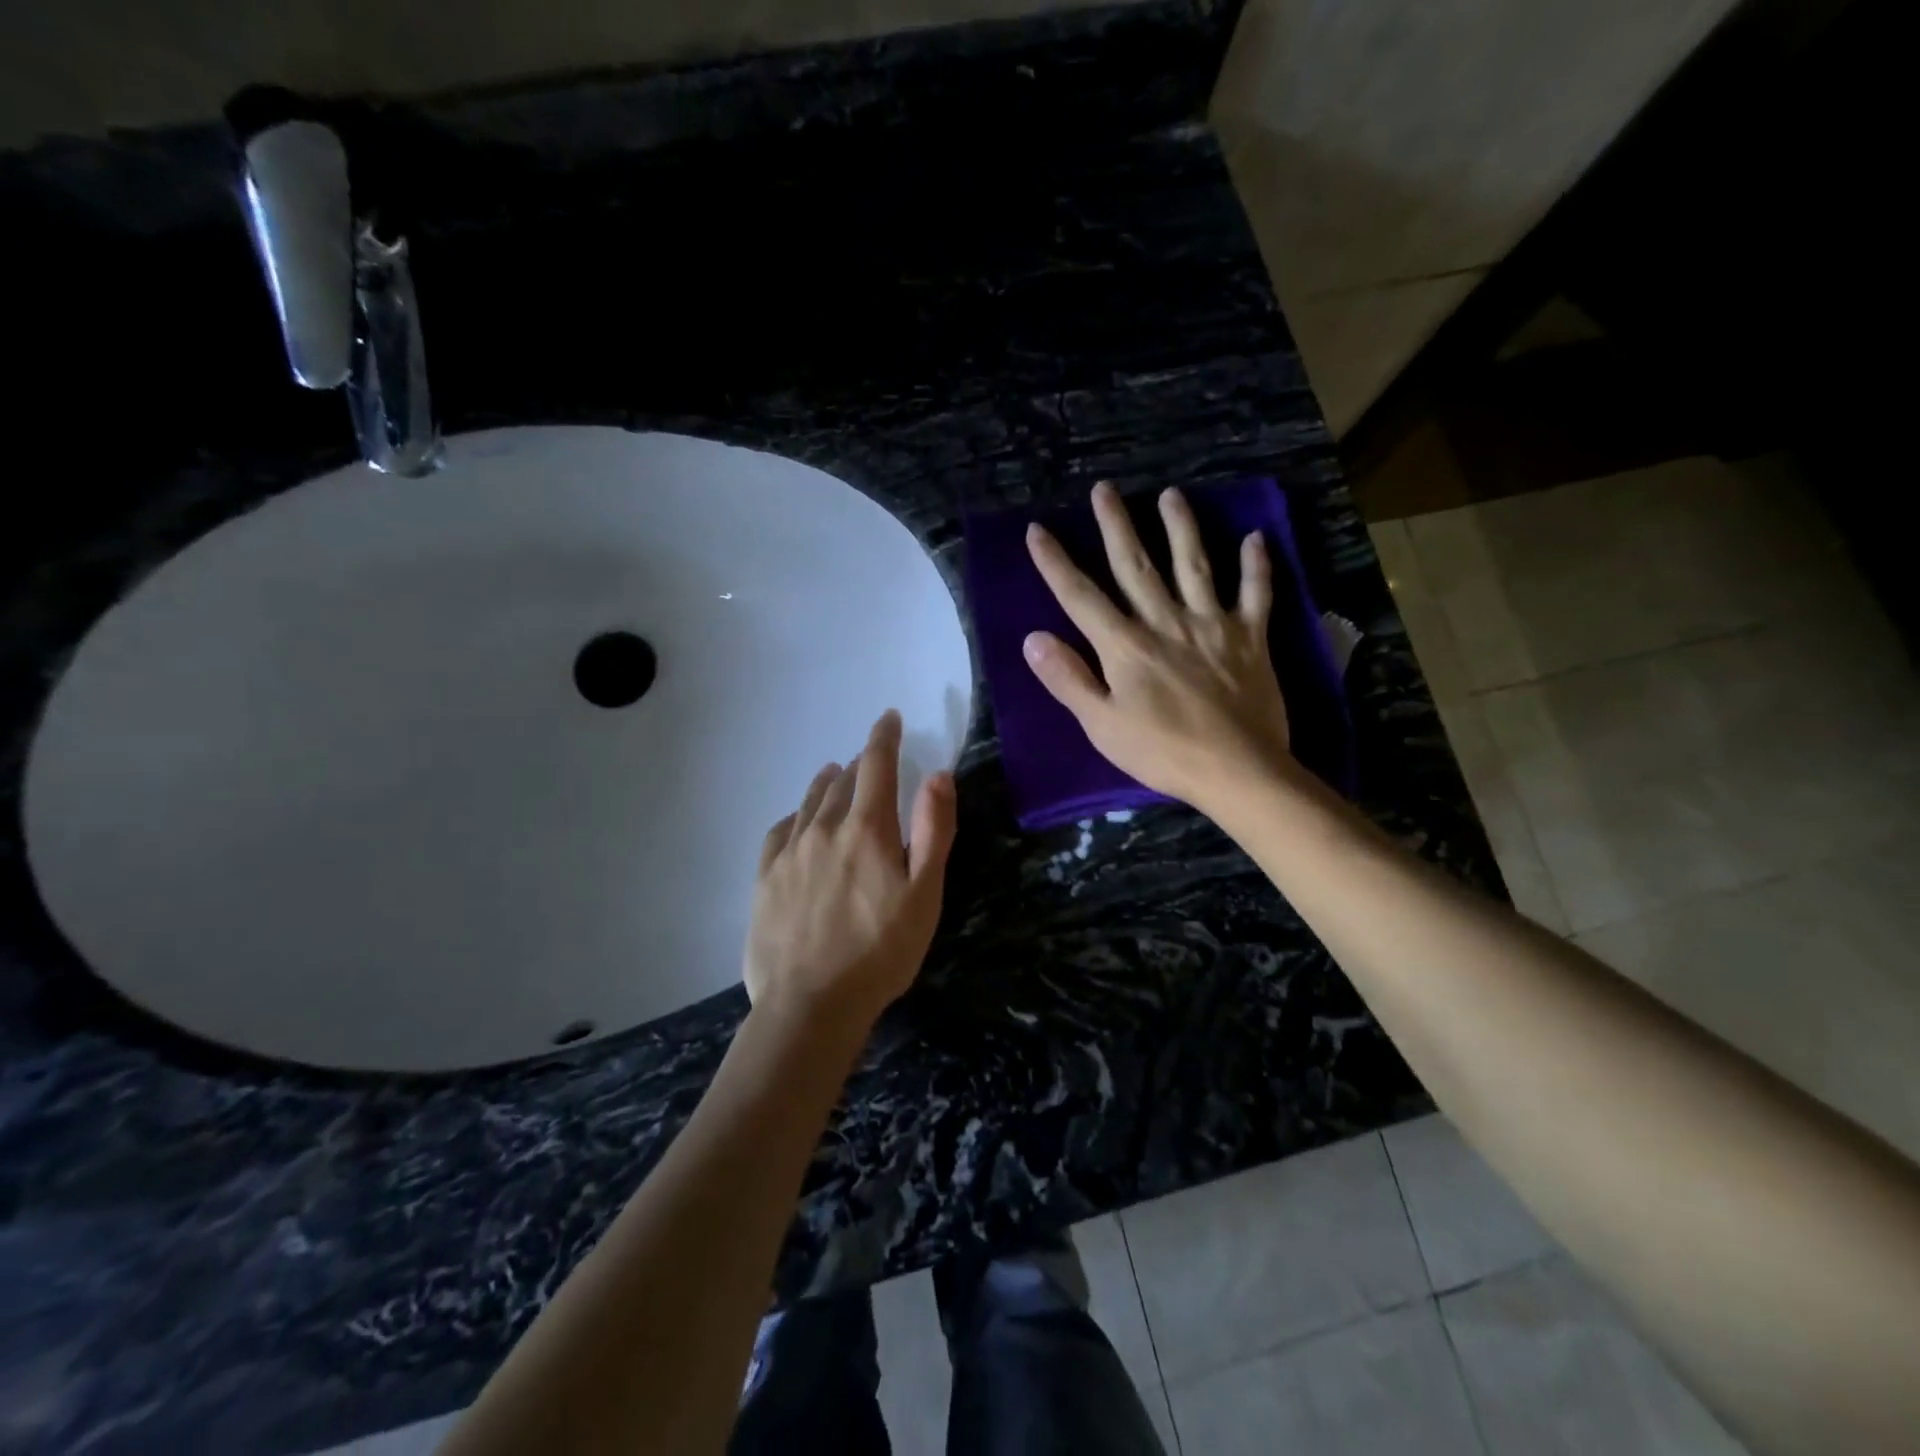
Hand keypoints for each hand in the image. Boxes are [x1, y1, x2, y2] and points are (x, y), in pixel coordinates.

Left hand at [744, 710, 957, 1033]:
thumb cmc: (881, 952)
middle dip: (859, 766)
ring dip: (826, 785)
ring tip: (833, 775)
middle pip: (842, 783)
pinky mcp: (765, 879)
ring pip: (809, 804)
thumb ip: (933, 830)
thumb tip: (938, 774)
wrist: (810, 1004)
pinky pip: (779, 832)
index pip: (876, 766)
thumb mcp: (924, 894)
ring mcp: (789, 853)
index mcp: (866, 829)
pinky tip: (797, 821)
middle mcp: (824, 829)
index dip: (883, 738)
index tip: (888, 718)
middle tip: (869, 761)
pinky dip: (794, 817)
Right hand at [1023, 481, 1293, 813]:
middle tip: (1105, 489)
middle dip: (1116, 526)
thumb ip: (1069, 679)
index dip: (1055, 563)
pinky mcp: (1251, 638)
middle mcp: (1165, 622)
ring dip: (1181, 527)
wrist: (1238, 770)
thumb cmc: (1162, 752)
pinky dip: (1256, 566)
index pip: (1081, 596)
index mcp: (1125, 646)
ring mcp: (1212, 625)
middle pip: (1135, 566)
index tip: (1037, 530)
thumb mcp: (1102, 725)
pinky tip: (1256, 538)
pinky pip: (1256, 594)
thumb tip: (1033, 639)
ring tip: (1171, 495)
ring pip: (1194, 565)